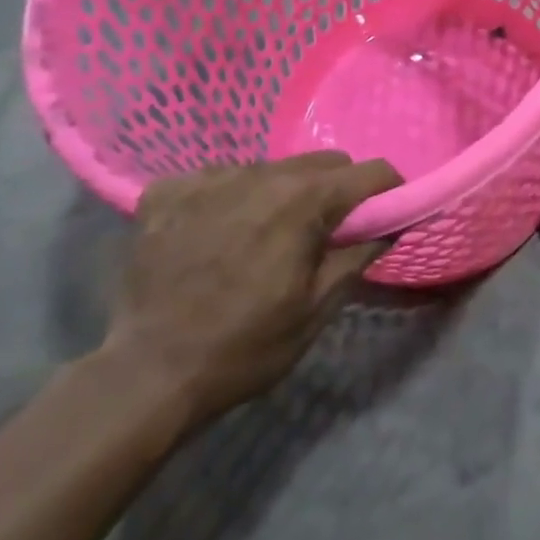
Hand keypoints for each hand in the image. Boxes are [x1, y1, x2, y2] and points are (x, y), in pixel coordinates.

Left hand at [105, 153, 401, 423]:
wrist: (145, 378)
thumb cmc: (245, 346)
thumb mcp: (318, 308)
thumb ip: (360, 254)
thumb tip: (394, 224)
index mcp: (303, 199)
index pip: (370, 172)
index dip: (388, 191)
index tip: (386, 215)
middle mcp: (260, 173)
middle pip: (322, 162)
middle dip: (336, 191)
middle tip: (323, 234)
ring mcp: (209, 178)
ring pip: (271, 167)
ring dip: (281, 194)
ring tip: (263, 238)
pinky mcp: (167, 191)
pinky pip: (217, 179)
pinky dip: (228, 200)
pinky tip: (214, 236)